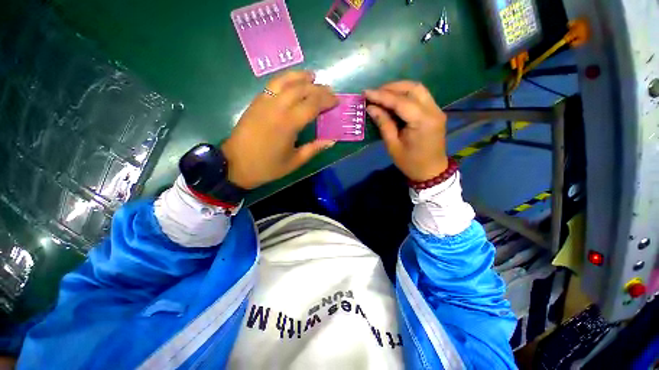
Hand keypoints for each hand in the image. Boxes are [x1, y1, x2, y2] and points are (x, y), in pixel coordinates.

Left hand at [222, 71, 337, 188]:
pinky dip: (285, 79)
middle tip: (329, 91)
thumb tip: (332, 140)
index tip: (336, 101)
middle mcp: (277, 108)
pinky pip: (272, 84)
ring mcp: (264, 102)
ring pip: (285, 81)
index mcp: (289, 124)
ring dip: (300, 77)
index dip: (326, 100)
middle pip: (301, 89)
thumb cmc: (268, 166)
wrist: (235, 165)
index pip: (312, 104)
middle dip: (318, 88)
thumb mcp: (295, 162)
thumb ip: (314, 149)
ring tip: (312, 76)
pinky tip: (292, 82)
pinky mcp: (256, 102)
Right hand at [364, 81, 448, 181]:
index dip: (381, 95)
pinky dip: (406, 95)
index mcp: (422, 121)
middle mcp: (433, 111)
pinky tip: (394, 100)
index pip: (400, 101)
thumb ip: (383, 124)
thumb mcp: (393, 145)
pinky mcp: (435, 112)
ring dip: (399, 89)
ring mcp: (436, 110)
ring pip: (418, 89)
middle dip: (391, 87)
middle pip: (413, 88)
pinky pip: (420, 97)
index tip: (365, 93)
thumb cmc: (410, 162)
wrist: (431, 171)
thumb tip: (371, 107)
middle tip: (374, 93)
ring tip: (382, 95)